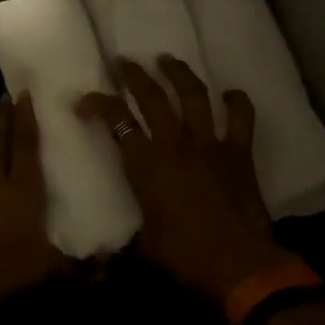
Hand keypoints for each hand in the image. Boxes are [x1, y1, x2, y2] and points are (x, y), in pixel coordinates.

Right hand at [77, 56, 294, 303]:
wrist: (239, 265)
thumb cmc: (184, 256)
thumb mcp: (142, 246)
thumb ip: (123, 241)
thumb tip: (99, 262)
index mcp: (146, 164)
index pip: (116, 122)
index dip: (98, 105)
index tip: (84, 100)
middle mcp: (175, 144)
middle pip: (152, 97)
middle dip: (134, 75)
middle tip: (124, 61)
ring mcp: (209, 144)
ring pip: (193, 96)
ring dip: (179, 74)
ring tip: (167, 59)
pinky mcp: (239, 153)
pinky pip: (240, 118)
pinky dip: (236, 102)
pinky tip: (230, 93)